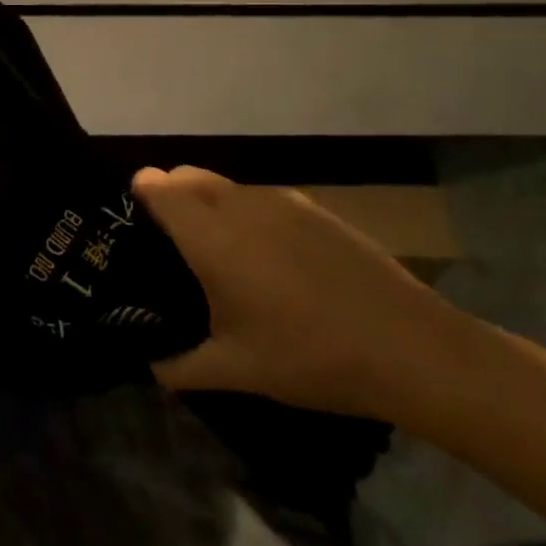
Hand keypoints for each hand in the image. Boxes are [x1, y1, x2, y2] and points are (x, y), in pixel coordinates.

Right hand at [133, 166, 460, 417]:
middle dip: (169, 196)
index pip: (157, 186)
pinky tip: (270, 263)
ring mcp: (283, 202)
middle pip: (187, 175)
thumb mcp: (236, 369)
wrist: (412, 348)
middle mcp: (240, 205)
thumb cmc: (310, 356)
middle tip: (169, 246)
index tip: (132, 226)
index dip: (138, 196)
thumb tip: (150, 365)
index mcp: (211, 235)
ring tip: (219, 256)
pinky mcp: (315, 210)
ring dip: (208, 205)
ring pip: (225, 186)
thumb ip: (179, 366)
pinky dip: (247, 215)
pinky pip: (261, 200)